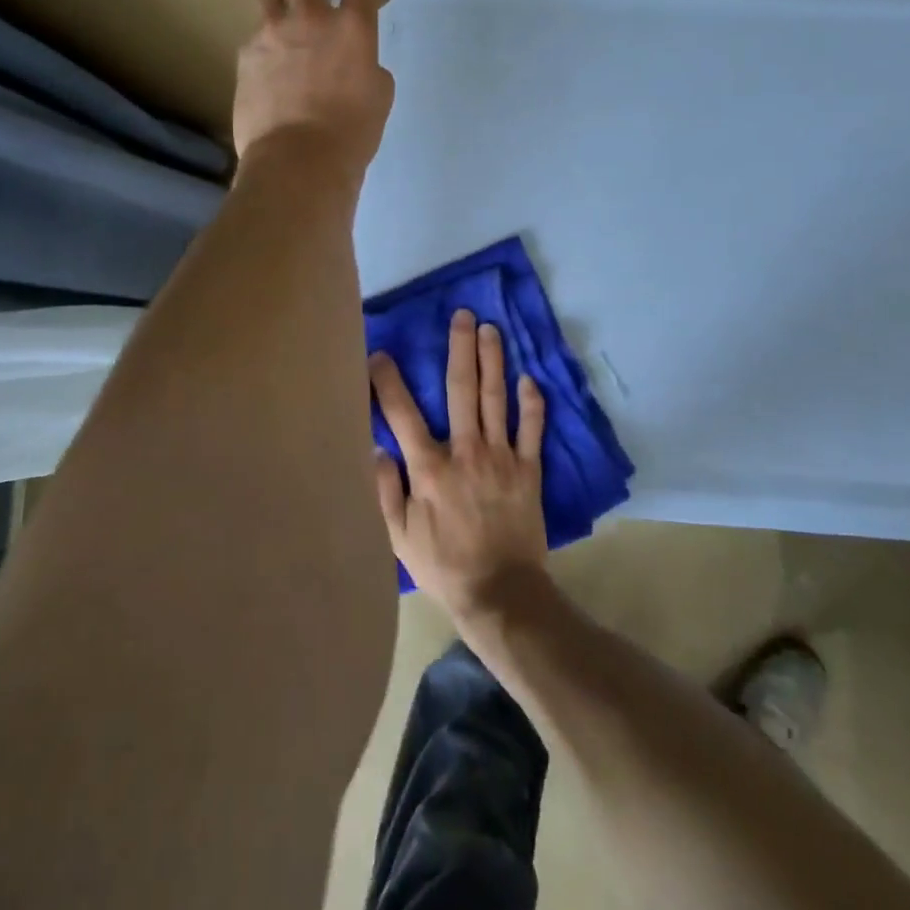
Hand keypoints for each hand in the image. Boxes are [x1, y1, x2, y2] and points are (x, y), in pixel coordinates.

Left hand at [233, 0, 394, 182]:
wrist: (298, 159)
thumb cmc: (351, 134)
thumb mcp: (377, 99)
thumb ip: (367, 70)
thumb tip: (354, 66)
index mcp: (354, 30)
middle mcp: (312, 20)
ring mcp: (273, 35)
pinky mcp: (246, 58)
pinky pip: (256, 44)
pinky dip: (262, 45)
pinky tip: (261, 57)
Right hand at [369, 309, 548, 619]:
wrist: (500, 593)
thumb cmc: (443, 565)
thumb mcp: (399, 537)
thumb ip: (386, 491)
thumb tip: (377, 449)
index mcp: (430, 468)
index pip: (403, 414)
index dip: (389, 382)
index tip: (380, 355)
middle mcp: (466, 452)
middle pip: (461, 390)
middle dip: (460, 349)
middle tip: (462, 316)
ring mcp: (501, 458)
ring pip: (497, 399)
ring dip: (493, 361)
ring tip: (490, 330)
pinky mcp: (528, 470)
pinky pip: (532, 430)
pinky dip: (533, 404)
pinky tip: (529, 379)